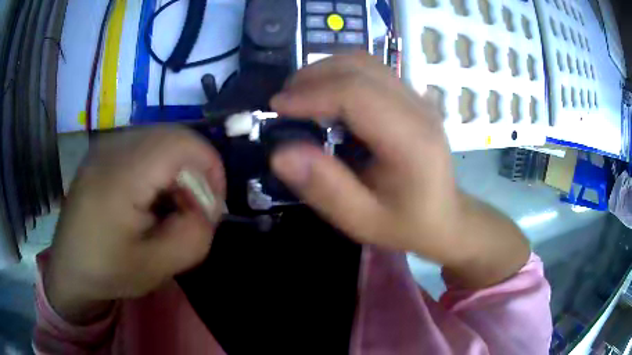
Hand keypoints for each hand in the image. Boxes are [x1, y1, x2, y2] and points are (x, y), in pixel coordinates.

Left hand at [45, 127, 225, 323]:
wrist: (69, 269)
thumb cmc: (107, 271)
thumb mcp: (156, 268)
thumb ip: (193, 237)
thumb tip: (207, 208)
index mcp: (119, 176)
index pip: (181, 144)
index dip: (210, 167)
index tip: (213, 205)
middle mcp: (111, 148)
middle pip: (173, 136)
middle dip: (196, 169)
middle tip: (195, 208)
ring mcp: (104, 145)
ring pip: (160, 138)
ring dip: (178, 168)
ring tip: (172, 204)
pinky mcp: (102, 151)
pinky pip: (144, 144)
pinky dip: (160, 166)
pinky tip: (152, 196)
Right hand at [270, 54, 529, 287]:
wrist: (445, 217)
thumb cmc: (406, 224)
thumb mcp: (362, 220)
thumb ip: (324, 188)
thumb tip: (280, 153)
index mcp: (411, 140)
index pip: (356, 94)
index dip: (311, 94)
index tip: (276, 106)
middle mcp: (418, 108)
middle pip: (360, 67)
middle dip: (313, 76)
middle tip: (283, 101)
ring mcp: (418, 98)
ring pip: (364, 62)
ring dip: (325, 71)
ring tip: (299, 97)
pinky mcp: (411, 97)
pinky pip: (371, 71)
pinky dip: (340, 75)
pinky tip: (326, 98)